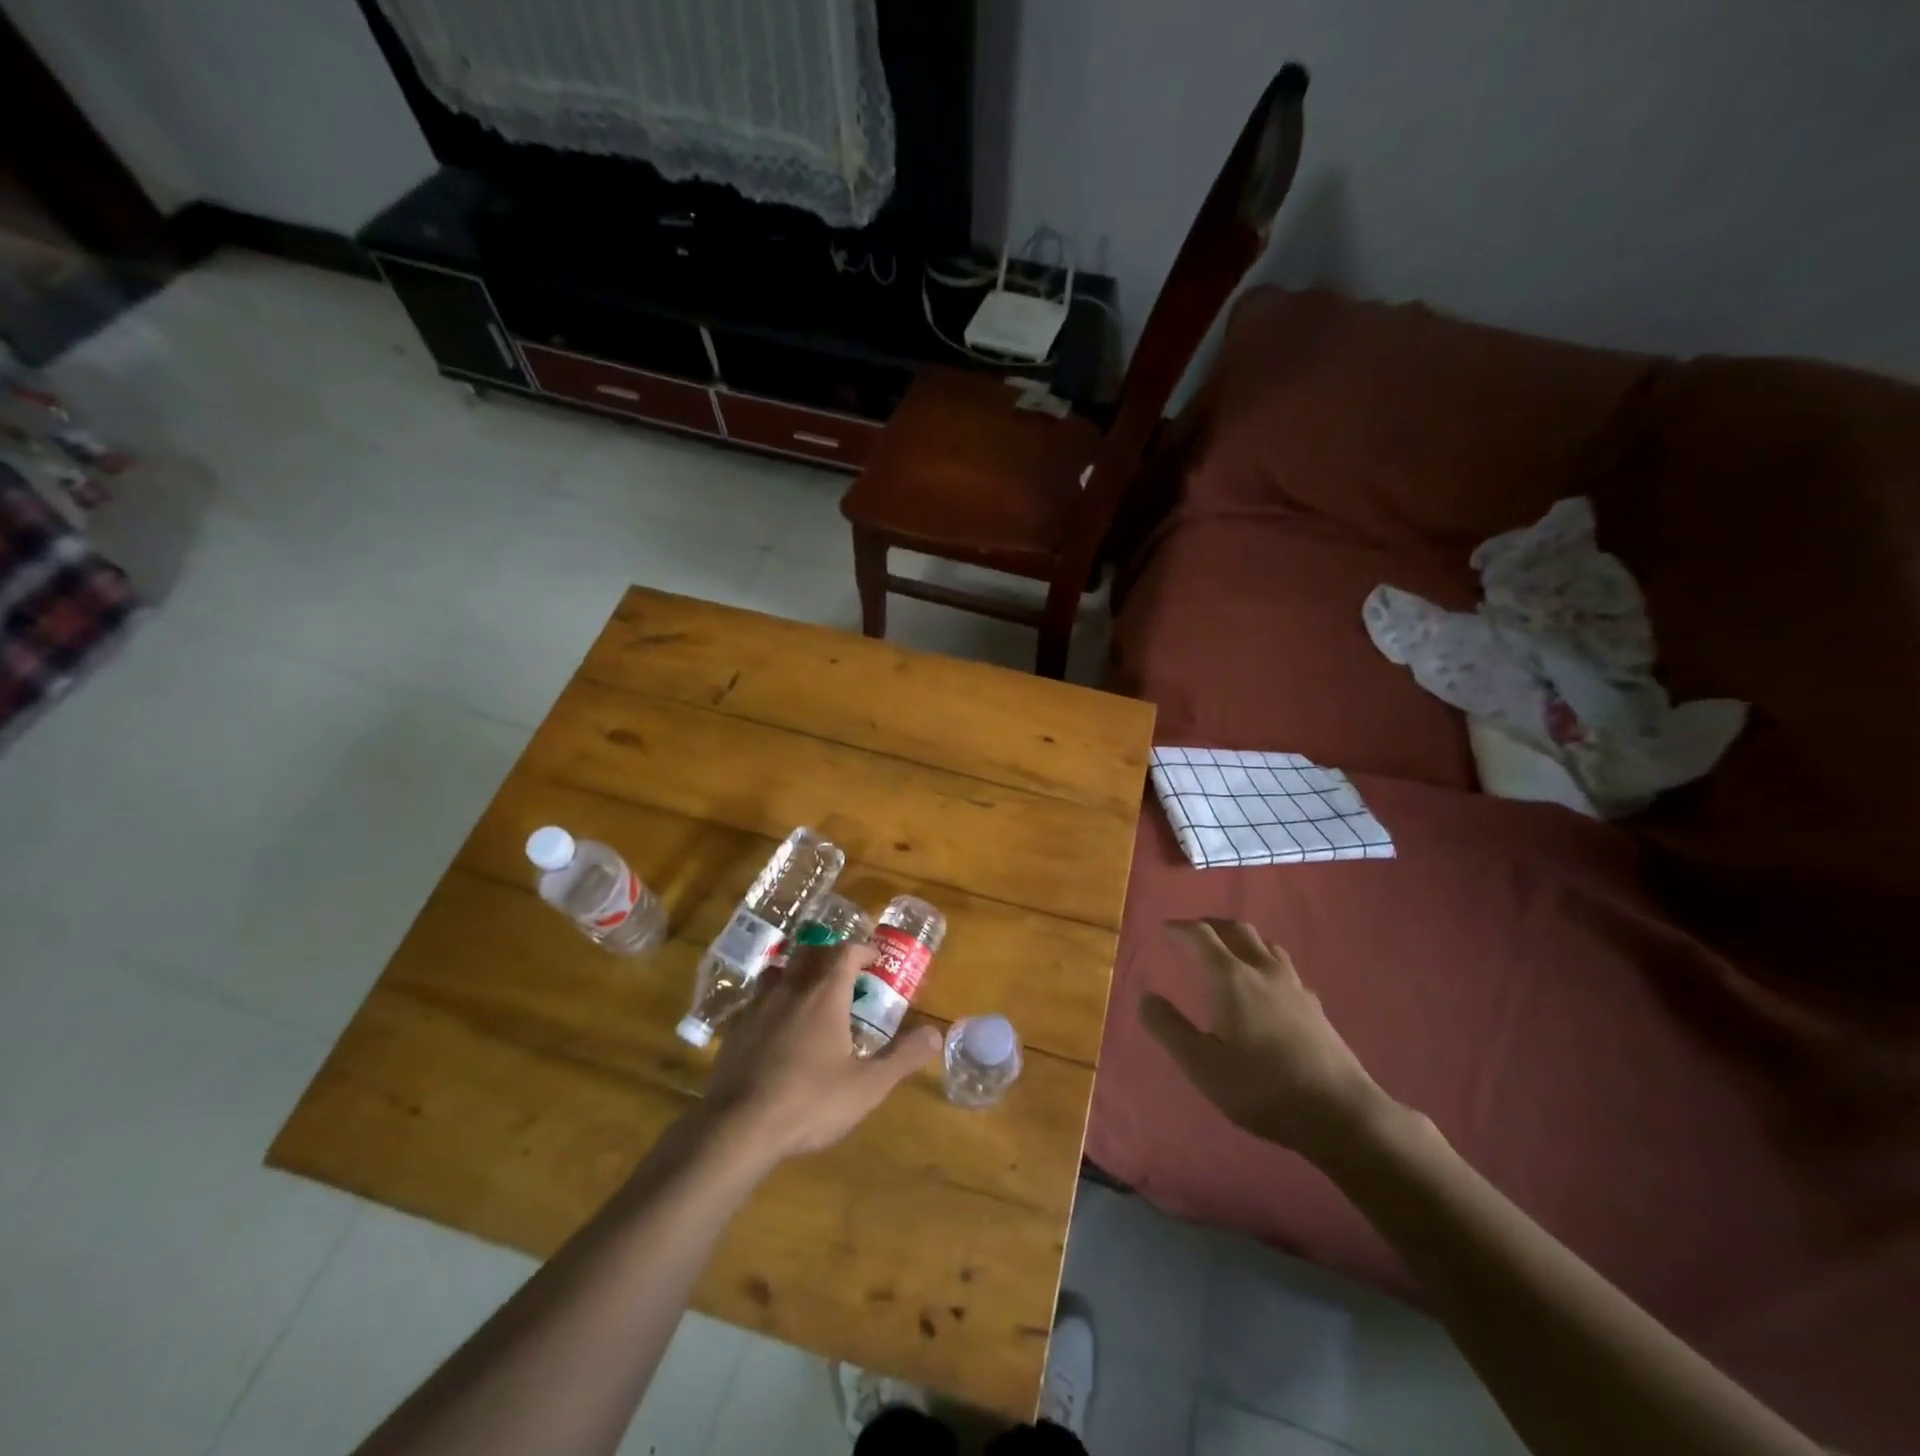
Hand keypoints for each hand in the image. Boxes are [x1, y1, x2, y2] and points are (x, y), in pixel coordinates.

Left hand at [700, 941, 941, 1165]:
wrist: (737, 1127)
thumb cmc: (810, 1101)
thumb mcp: (867, 1086)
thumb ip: (902, 1058)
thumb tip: (935, 1035)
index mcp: (825, 995)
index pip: (845, 952)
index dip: (863, 949)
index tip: (875, 959)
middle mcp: (791, 989)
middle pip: (810, 952)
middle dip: (830, 954)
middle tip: (845, 971)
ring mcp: (758, 1006)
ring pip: (779, 970)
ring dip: (797, 970)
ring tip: (808, 991)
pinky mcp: (735, 1029)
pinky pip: (756, 999)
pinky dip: (772, 999)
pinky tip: (776, 1025)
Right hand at [1140, 920, 1395, 1165]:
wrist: (1341, 1113)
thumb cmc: (1262, 1088)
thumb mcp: (1201, 1066)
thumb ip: (1168, 1028)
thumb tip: (1145, 997)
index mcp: (1231, 978)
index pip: (1200, 936)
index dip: (1179, 929)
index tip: (1164, 930)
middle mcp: (1262, 970)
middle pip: (1236, 929)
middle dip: (1210, 925)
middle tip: (1192, 933)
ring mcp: (1293, 986)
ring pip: (1264, 944)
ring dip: (1240, 939)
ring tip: (1227, 951)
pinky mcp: (1314, 1005)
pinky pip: (1283, 967)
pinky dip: (1264, 961)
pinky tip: (1265, 986)